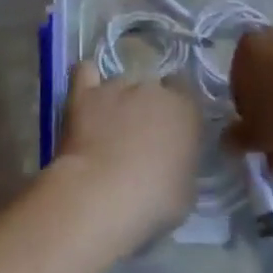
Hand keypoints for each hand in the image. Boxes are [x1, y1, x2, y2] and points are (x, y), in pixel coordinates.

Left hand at [50, 62, 202, 242]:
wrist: (101, 195)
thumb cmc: (154, 200)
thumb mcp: (186, 188)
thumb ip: (182, 160)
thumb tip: (172, 158)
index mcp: (186, 110)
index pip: (186, 92)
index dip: (177, 110)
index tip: (171, 132)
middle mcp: (154, 89)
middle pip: (153, 88)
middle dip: (148, 107)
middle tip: (139, 139)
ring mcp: (117, 87)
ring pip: (122, 85)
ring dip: (119, 102)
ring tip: (107, 130)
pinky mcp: (85, 94)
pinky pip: (85, 72)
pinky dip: (87, 80)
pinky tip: (87, 95)